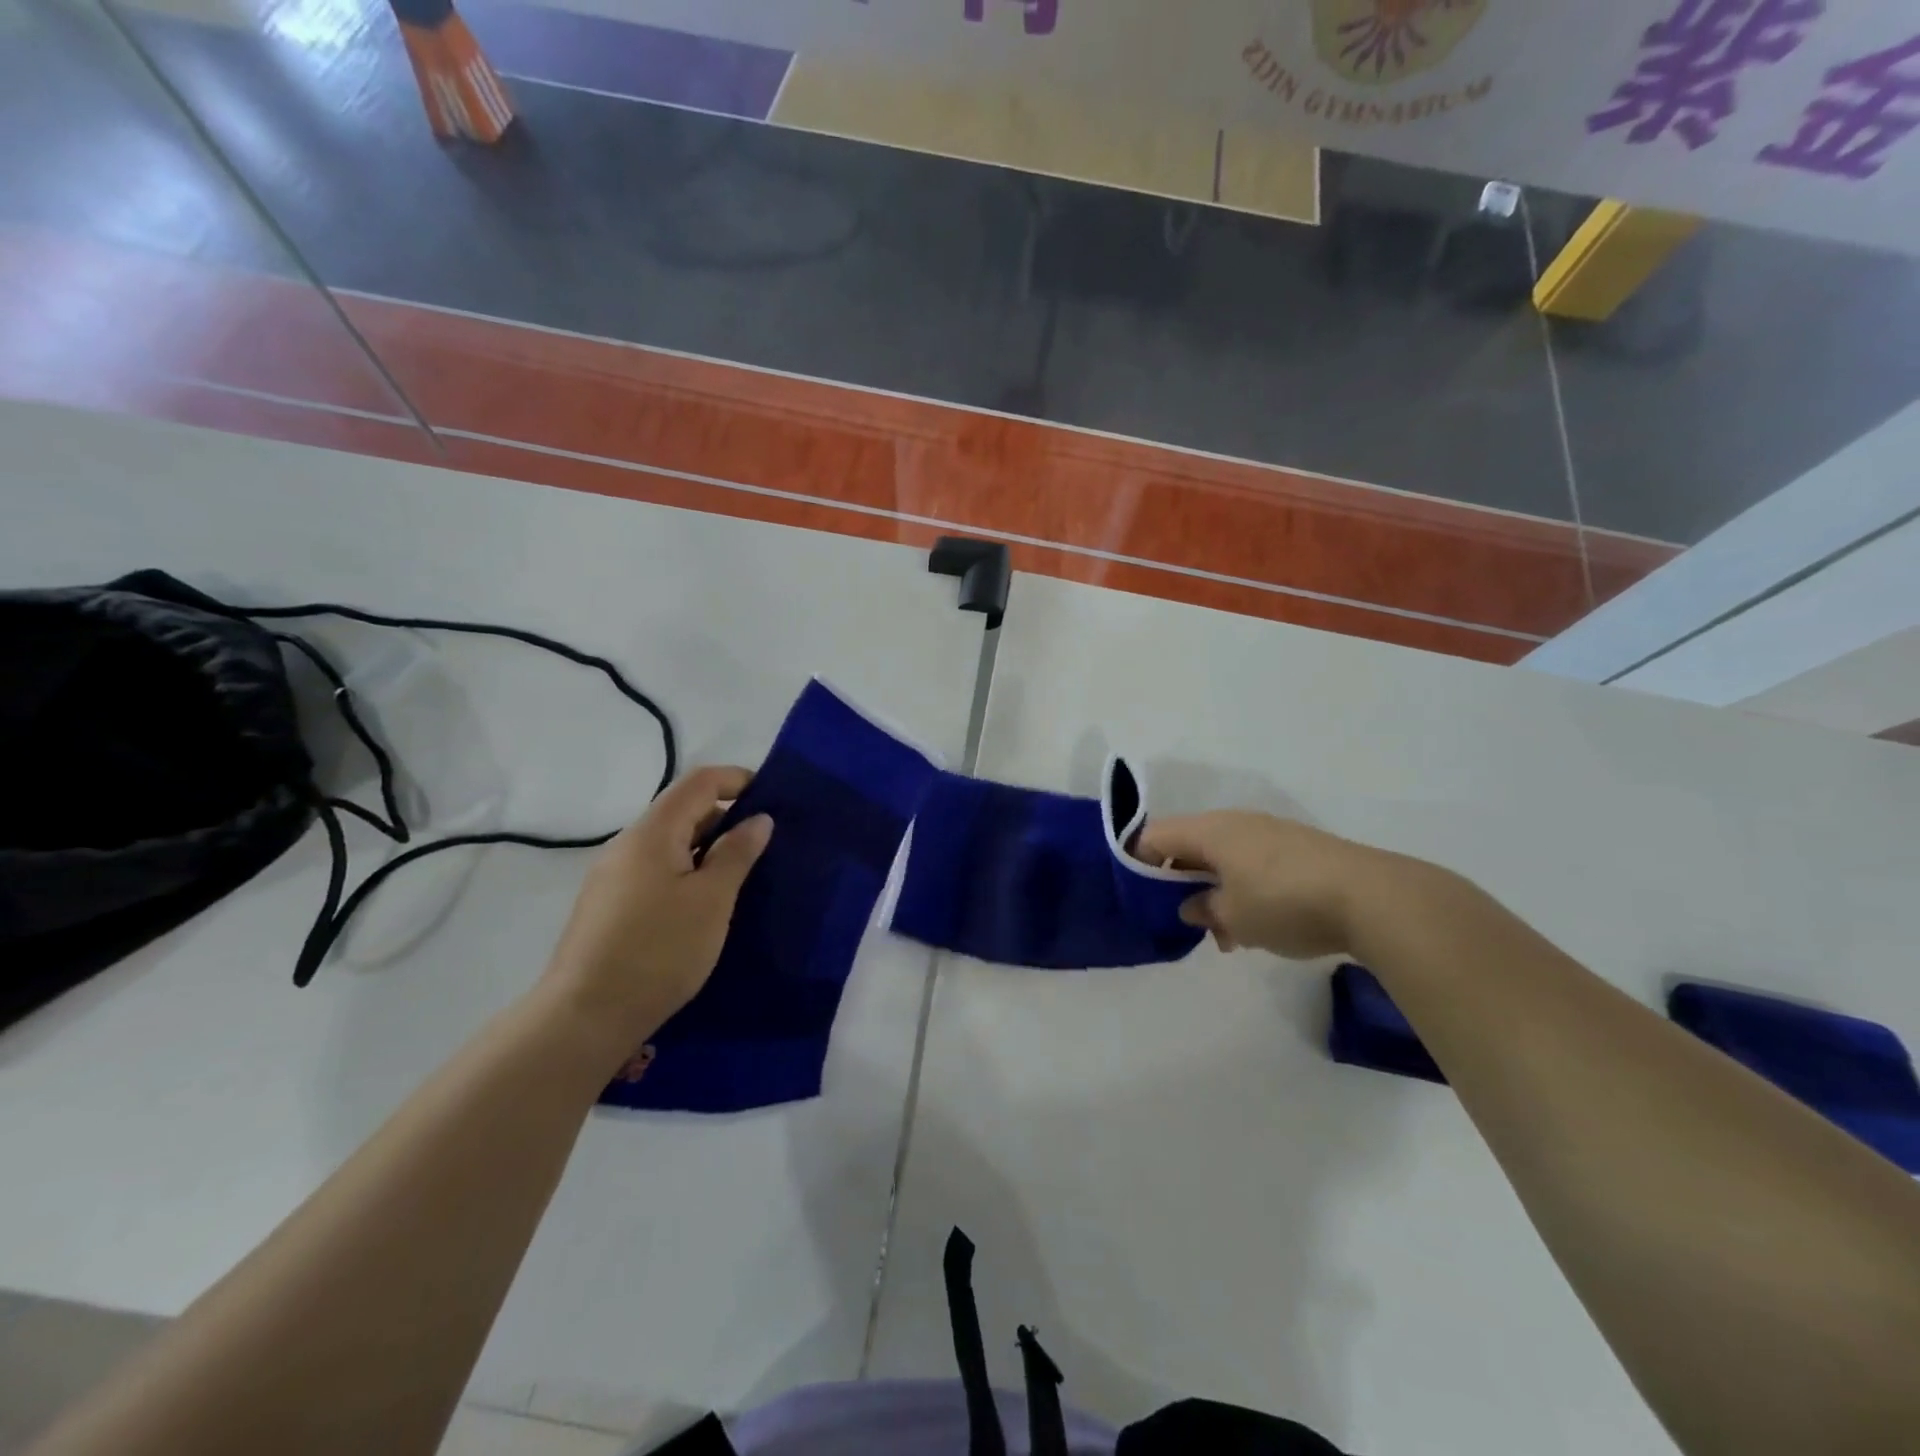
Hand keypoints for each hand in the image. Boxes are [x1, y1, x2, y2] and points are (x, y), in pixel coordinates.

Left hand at [540, 766, 771, 1062]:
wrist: (584, 1017)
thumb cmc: (659, 950)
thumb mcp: (712, 900)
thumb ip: (737, 853)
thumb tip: (758, 819)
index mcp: (652, 833)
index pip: (699, 782)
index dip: (737, 780)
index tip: (772, 800)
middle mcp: (627, 845)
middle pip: (683, 811)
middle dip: (727, 818)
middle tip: (765, 846)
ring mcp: (613, 877)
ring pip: (670, 845)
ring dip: (708, 850)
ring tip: (742, 878)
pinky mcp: (608, 906)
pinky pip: (656, 871)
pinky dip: (687, 873)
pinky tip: (705, 906)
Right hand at [1136, 811, 1388, 959]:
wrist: (1371, 897)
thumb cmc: (1284, 903)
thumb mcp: (1234, 918)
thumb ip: (1204, 910)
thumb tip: (1193, 905)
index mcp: (1210, 831)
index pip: (1156, 835)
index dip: (1139, 861)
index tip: (1139, 894)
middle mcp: (1236, 823)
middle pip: (1190, 845)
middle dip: (1181, 882)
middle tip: (1184, 919)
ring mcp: (1270, 833)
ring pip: (1224, 858)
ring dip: (1215, 891)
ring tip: (1226, 936)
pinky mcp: (1298, 849)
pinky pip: (1254, 864)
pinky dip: (1244, 889)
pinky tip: (1258, 928)